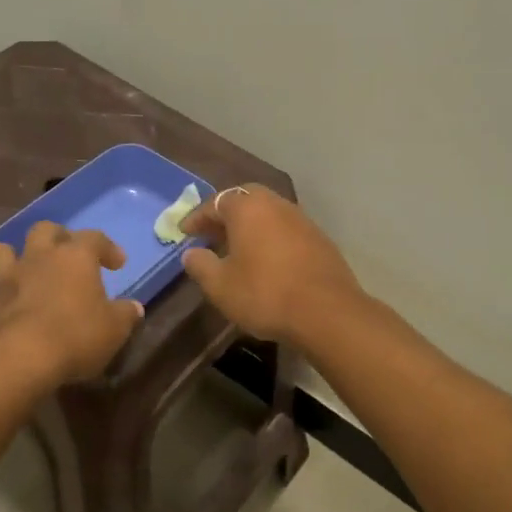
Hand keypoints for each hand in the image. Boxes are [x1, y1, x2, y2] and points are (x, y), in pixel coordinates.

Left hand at [0, 222, 143, 385]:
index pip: (95, 238)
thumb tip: (133, 307)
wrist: (15, 359)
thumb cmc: (75, 336)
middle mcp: (39, 257)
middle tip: (69, 255)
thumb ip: (125, 314)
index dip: (108, 248)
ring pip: (5, 250)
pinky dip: (1, 295)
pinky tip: (10, 309)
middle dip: (59, 237)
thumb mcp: (114, 329)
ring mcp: (6, 278)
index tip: (118, 263)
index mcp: (75, 257)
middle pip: (45, 230)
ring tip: (30, 270)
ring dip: (17, 255)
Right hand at [180, 187, 362, 345]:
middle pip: (246, 199)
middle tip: (212, 234)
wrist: (327, 312)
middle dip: (226, 214)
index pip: (215, 202)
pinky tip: (267, 259)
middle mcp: (276, 204)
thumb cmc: (265, 294)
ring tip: (237, 247)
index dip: (197, 217)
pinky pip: (286, 229)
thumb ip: (201, 265)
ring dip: (251, 225)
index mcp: (248, 208)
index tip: (184, 232)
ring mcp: (302, 220)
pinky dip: (271, 237)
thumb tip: (191, 253)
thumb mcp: (220, 286)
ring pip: (269, 213)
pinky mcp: (320, 239)